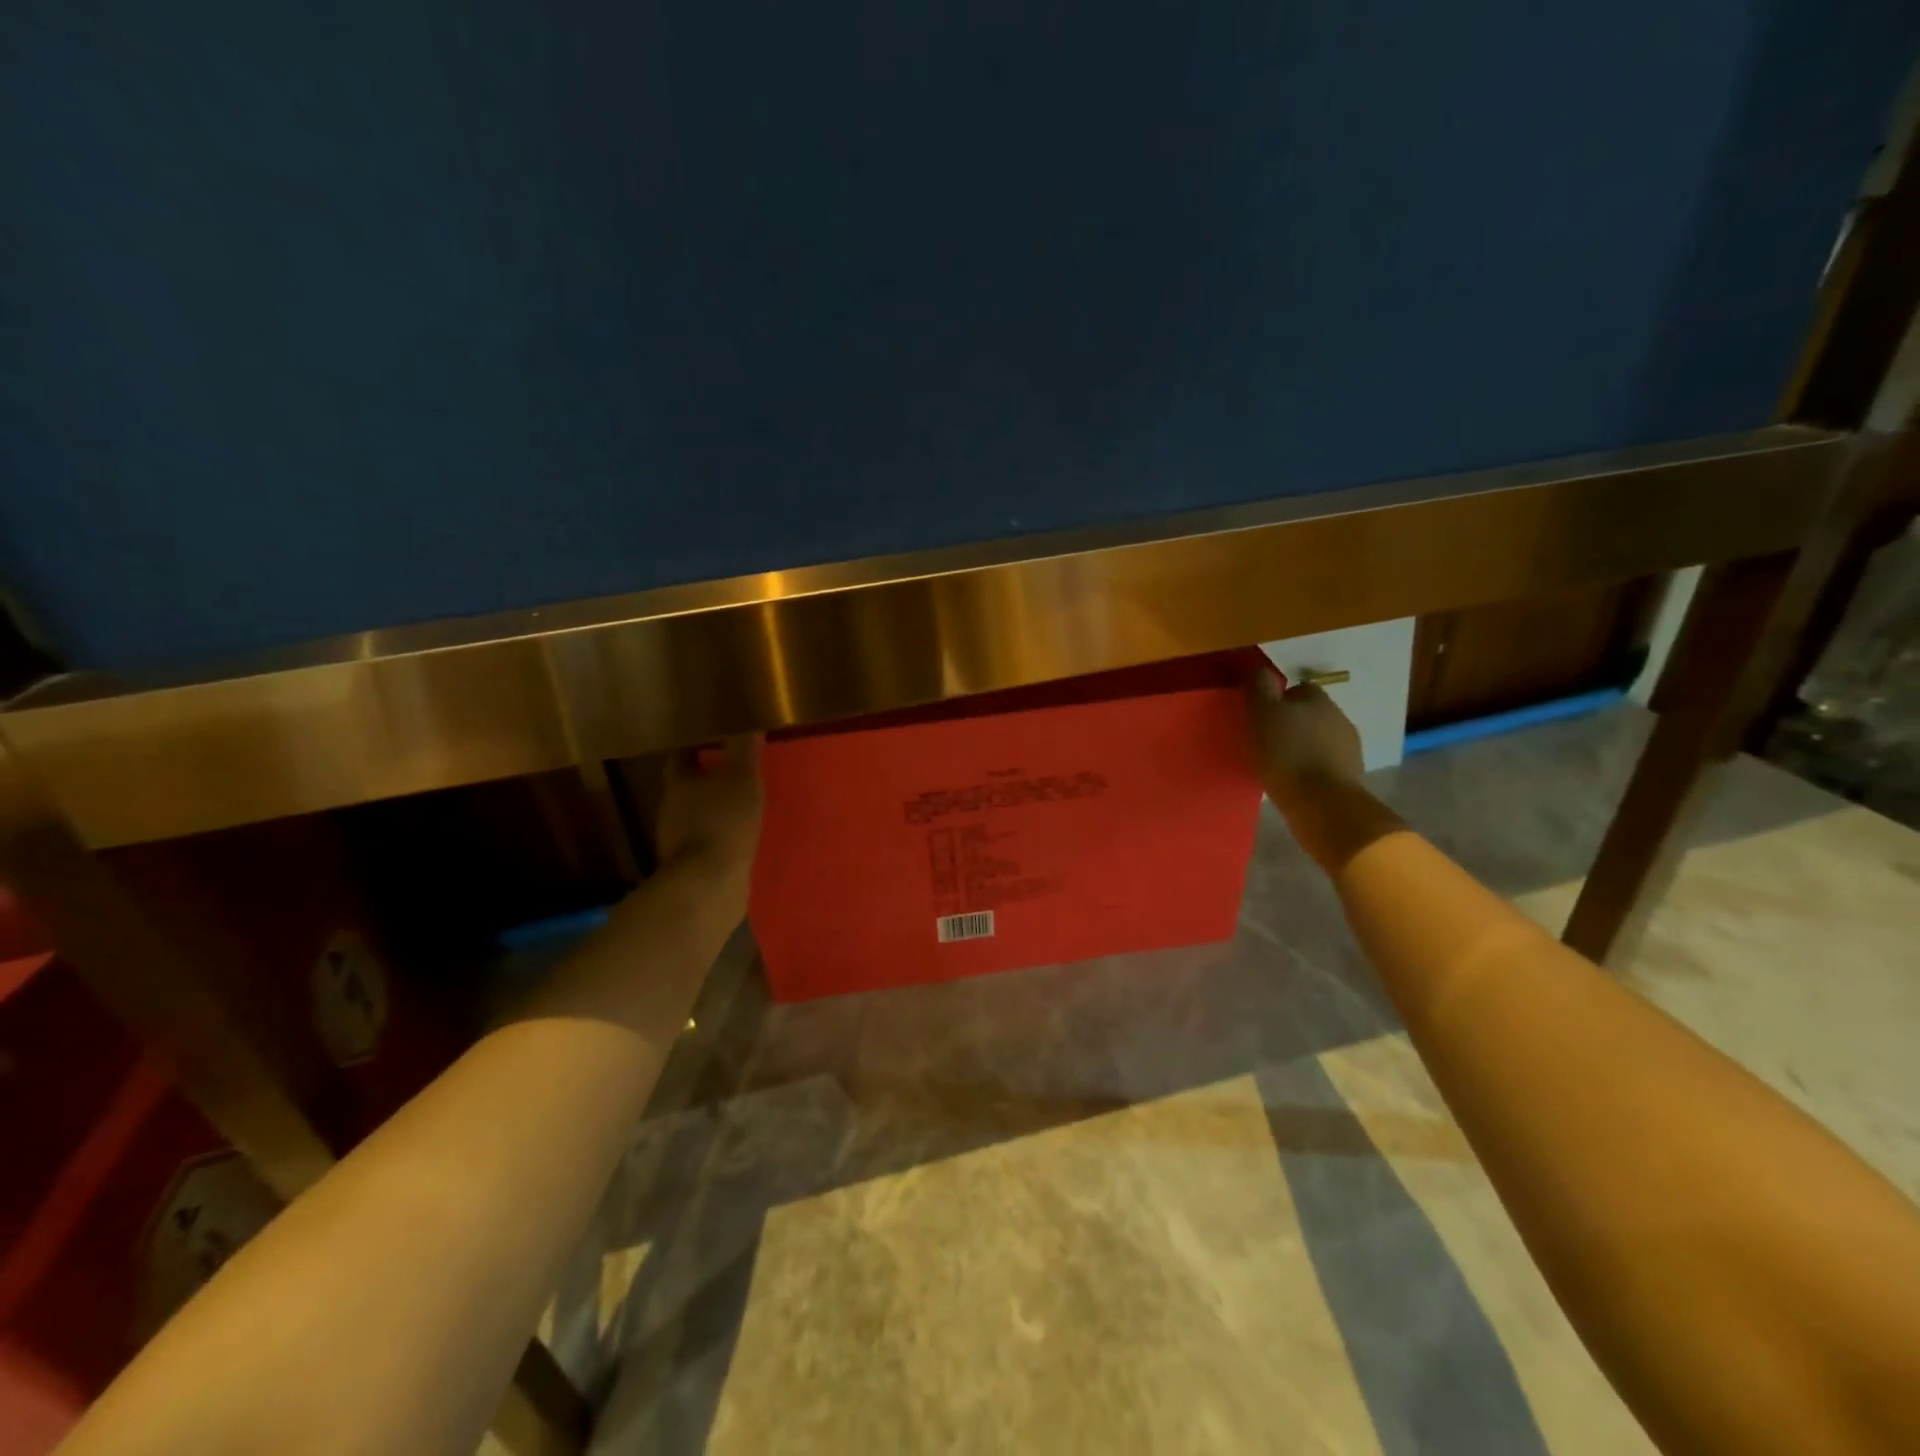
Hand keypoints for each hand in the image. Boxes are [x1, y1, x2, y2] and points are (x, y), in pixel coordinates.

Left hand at [655, 735, 763, 886]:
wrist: (708, 883)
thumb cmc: (723, 820)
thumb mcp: (742, 778)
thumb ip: (744, 749)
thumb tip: (748, 721)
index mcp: (678, 783)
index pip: (681, 756)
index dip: (694, 746)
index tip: (710, 737)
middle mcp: (671, 808)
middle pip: (685, 786)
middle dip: (704, 777)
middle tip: (729, 769)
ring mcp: (677, 840)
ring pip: (693, 815)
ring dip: (711, 808)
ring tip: (737, 803)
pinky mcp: (689, 864)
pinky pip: (704, 841)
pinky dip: (716, 834)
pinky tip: (734, 836)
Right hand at [1247, 671, 1364, 809]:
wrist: (1321, 802)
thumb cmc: (1286, 753)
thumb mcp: (1262, 713)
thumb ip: (1260, 687)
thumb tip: (1259, 669)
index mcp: (1318, 698)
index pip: (1298, 689)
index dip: (1278, 701)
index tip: (1261, 718)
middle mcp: (1339, 716)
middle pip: (1311, 714)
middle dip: (1293, 724)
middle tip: (1268, 742)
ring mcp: (1350, 747)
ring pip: (1320, 739)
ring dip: (1304, 747)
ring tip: (1281, 765)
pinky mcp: (1351, 774)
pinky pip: (1326, 763)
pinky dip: (1312, 768)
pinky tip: (1297, 781)